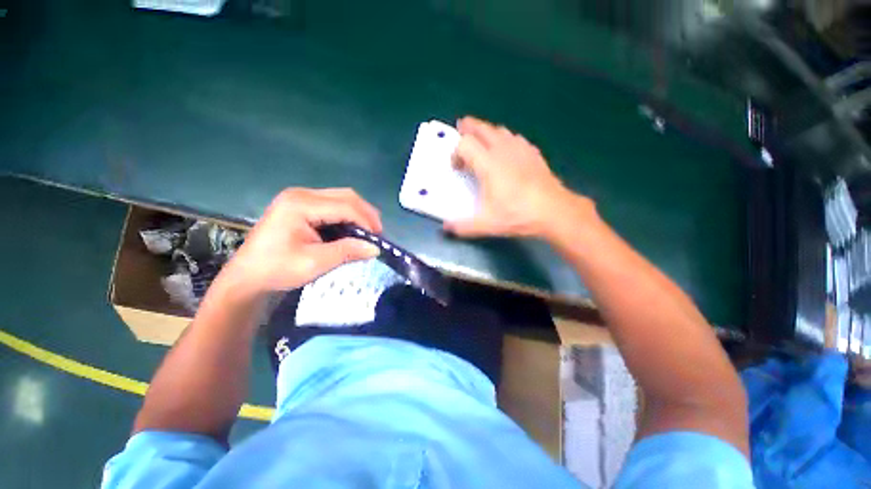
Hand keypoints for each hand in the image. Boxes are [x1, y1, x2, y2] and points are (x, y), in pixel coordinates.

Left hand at [222, 188, 382, 295]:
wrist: (247, 277)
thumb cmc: (277, 270)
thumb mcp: (315, 263)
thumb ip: (347, 252)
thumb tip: (376, 248)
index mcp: (300, 204)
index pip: (345, 206)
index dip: (367, 221)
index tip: (379, 239)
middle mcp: (301, 194)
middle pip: (346, 196)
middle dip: (366, 214)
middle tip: (377, 234)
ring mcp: (300, 198)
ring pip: (342, 198)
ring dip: (359, 214)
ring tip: (368, 232)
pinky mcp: (301, 205)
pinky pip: (333, 204)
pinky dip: (348, 216)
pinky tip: (352, 229)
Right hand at [444, 116, 594, 239]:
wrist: (553, 210)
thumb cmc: (518, 215)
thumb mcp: (486, 224)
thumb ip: (462, 226)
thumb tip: (445, 228)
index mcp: (488, 165)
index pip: (465, 144)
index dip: (456, 152)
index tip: (456, 167)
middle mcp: (502, 151)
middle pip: (481, 128)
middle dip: (468, 128)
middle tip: (460, 129)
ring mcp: (520, 149)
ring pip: (499, 130)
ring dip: (486, 132)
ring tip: (480, 140)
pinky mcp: (533, 152)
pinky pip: (514, 137)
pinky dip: (504, 139)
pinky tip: (505, 150)